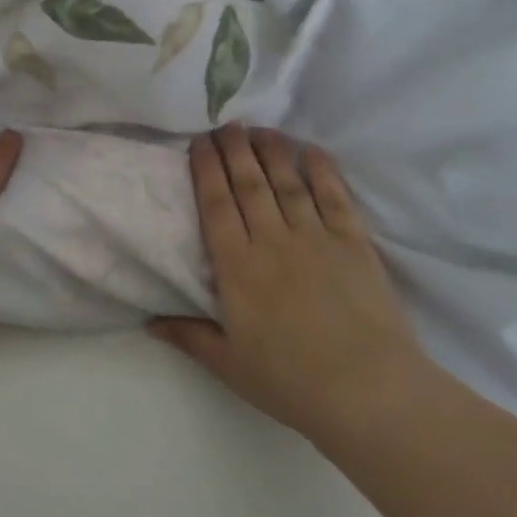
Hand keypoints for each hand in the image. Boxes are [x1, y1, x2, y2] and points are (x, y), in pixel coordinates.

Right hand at [149, 125, 426, 438]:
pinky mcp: (353, 243)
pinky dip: (322, 170)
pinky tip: (311, 151)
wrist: (368, 391)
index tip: (199, 142)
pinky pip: (334, 196)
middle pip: (248, 184)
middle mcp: (272, 241)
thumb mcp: (229, 364)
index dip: (206, 169)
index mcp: (237, 267)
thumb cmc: (290, 381)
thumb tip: (148, 322)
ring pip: (287, 182)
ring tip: (259, 129)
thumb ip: (189, 336)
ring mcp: (315, 238)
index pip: (215, 205)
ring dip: (272, 151)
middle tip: (226, 124)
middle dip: (235, 150)